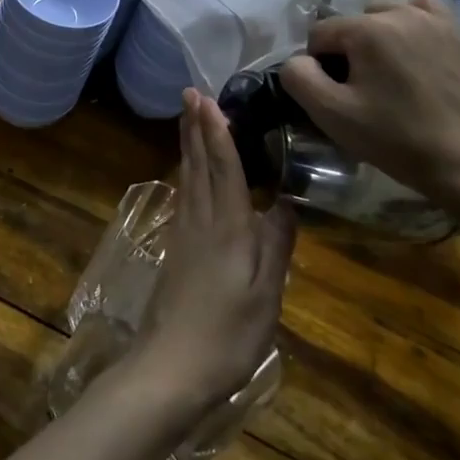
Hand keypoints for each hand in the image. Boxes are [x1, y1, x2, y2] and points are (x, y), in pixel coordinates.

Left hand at [129, 89, 294, 414]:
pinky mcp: (175, 249)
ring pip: (187, 176)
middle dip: (195, 126)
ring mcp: (184, 234)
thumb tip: (287, 201)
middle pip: (198, 163)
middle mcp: (201, 220)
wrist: (172, 366)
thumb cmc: (228, 333)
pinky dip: (187, 171)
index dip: (217, 130)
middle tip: (190, 92)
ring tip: (188, 118)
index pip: (223, 167)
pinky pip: (184, 195)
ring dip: (188, 143)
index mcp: (227, 226)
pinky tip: (188, 172)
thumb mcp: (267, 295)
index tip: (207, 97)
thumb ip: (276, 245)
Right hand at [279, 0, 459, 208]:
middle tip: (364, 89)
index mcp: (366, 29)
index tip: (338, 96)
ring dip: (378, 37)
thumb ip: (298, 77)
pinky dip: (410, 25)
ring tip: (389, 74)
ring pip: (385, 15)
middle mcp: (400, 12)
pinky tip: (413, 52)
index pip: (319, 34)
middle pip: (352, 23)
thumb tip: (299, 60)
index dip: (319, 66)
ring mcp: (435, 19)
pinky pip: (421, 12)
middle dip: (349, 50)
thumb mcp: (331, 114)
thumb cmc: (396, 139)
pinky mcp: (458, 33)